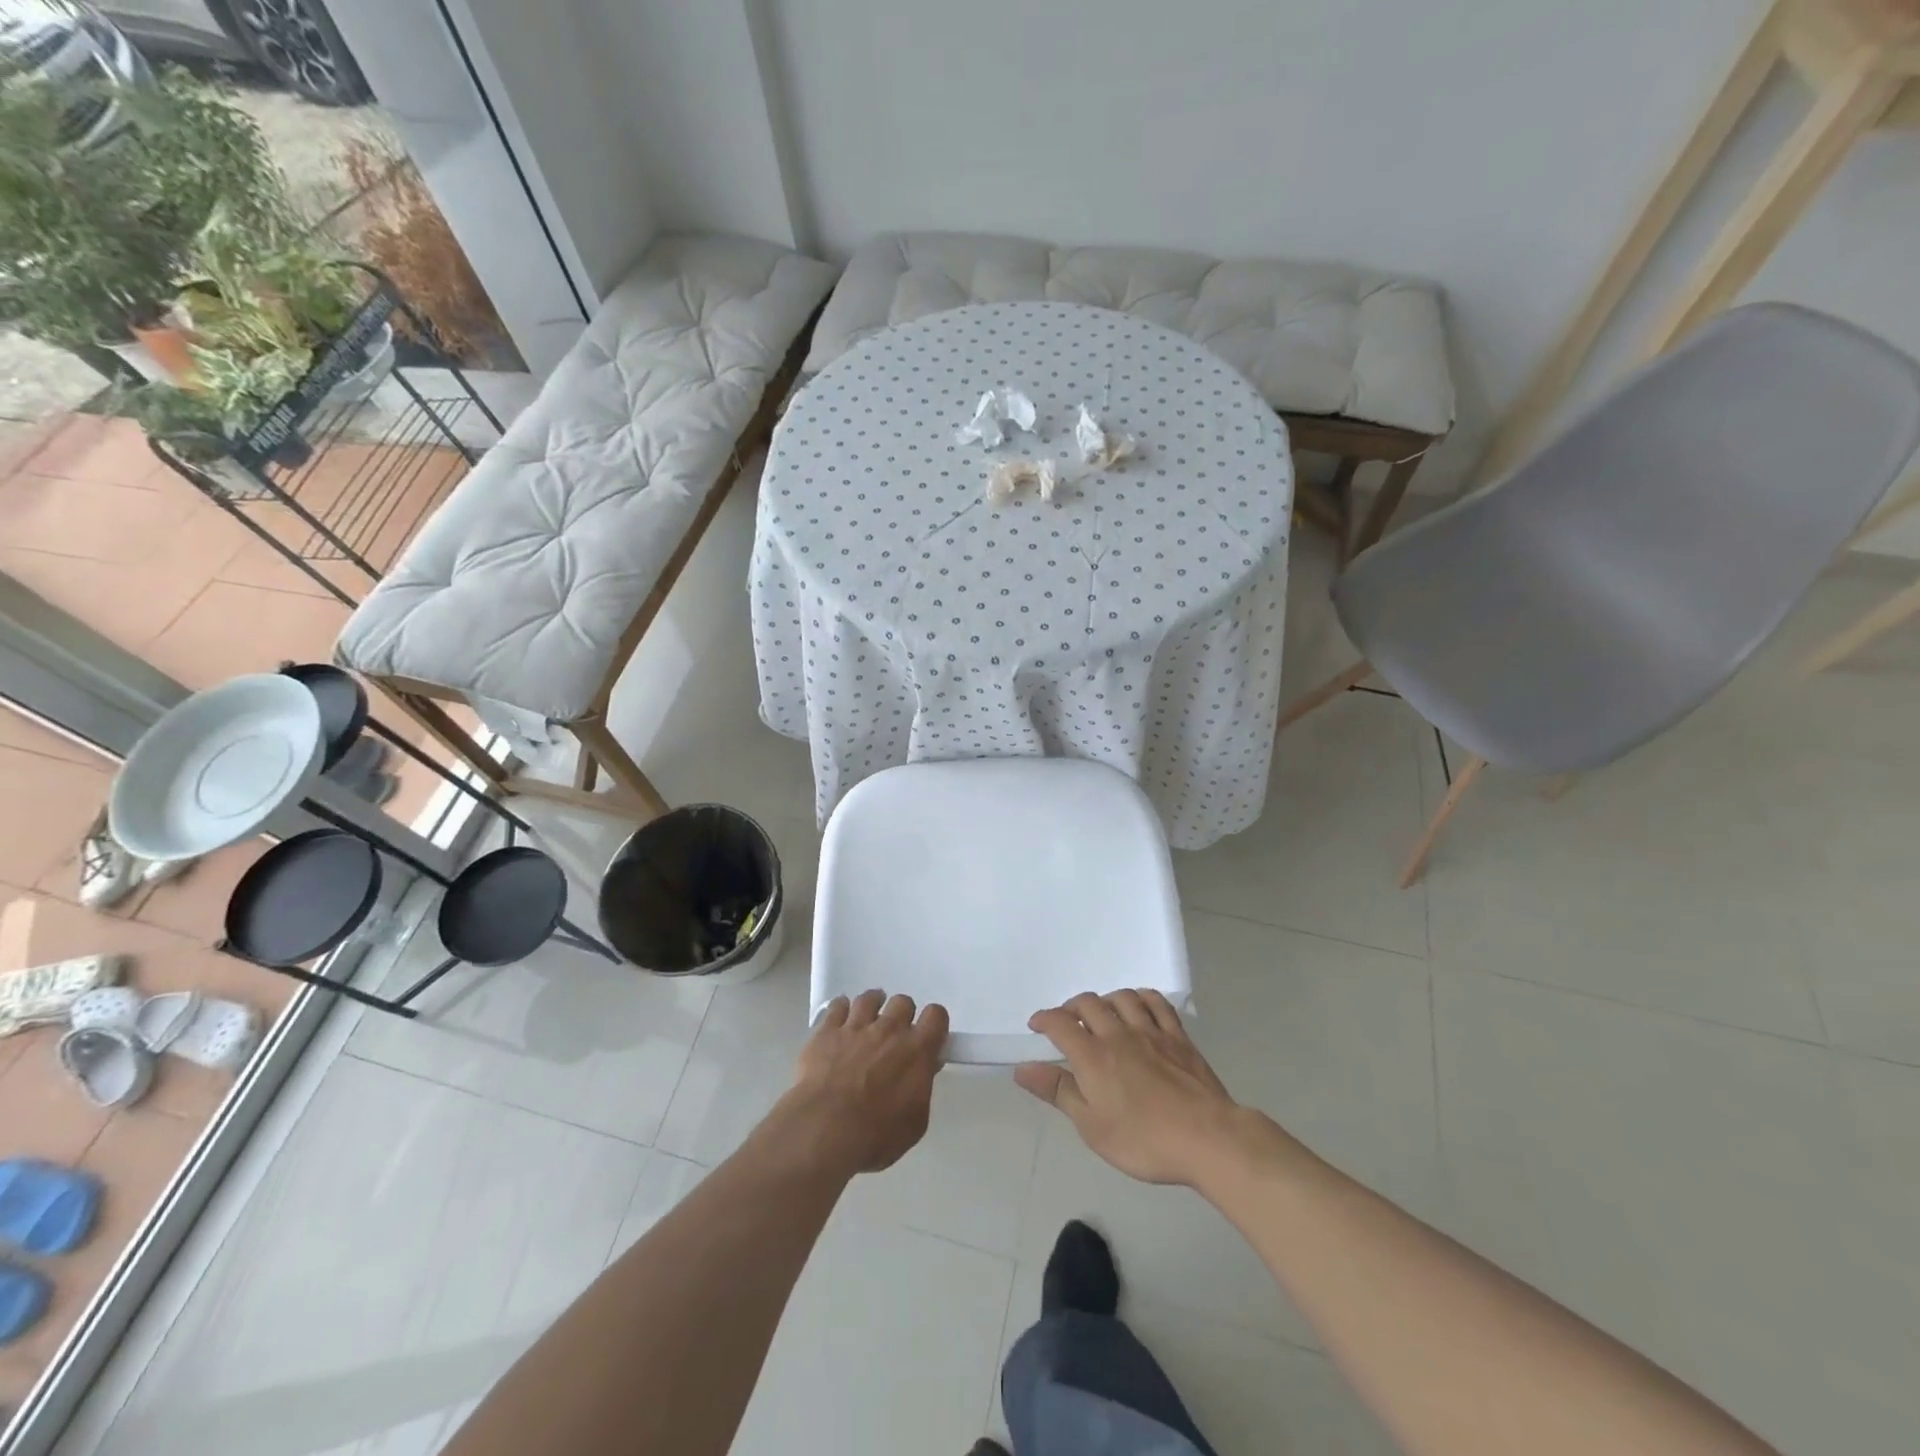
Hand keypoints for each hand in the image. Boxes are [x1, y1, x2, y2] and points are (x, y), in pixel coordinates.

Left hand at [770, 991, 948, 1177]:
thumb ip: (922, 1089)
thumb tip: (923, 1071)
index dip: (933, 1023)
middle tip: (893, 1037)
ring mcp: (856, 1026)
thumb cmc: (876, 1135)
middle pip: (902, 1002)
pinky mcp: (826, 1031)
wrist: (825, 1130)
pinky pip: (837, 1005)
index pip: (936, 1015)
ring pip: (869, 998)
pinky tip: (840, 1022)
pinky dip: (841, 1010)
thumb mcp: (914, 1123)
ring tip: (867, 1021)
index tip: (927, 1037)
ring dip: (872, 1007)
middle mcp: (889, 1029)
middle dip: (901, 1015)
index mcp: (917, 1050)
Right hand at [1016, 991, 1245, 1186]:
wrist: (1207, 1138)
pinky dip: (1142, 997)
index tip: (1036, 1026)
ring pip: (1122, 997)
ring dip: (1105, 1000)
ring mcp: (1151, 1031)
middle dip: (1071, 1007)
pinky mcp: (1178, 1037)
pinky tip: (1138, 1005)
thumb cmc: (1143, 1140)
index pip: (1060, 1023)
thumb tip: (1023, 1069)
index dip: (1044, 1019)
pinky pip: (1157, 1003)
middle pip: (1089, 1004)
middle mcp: (1119, 1034)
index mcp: (1093, 1056)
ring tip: (1101, 1013)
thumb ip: (1058, 1092)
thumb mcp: (1092, 1126)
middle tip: (1066, 1021)